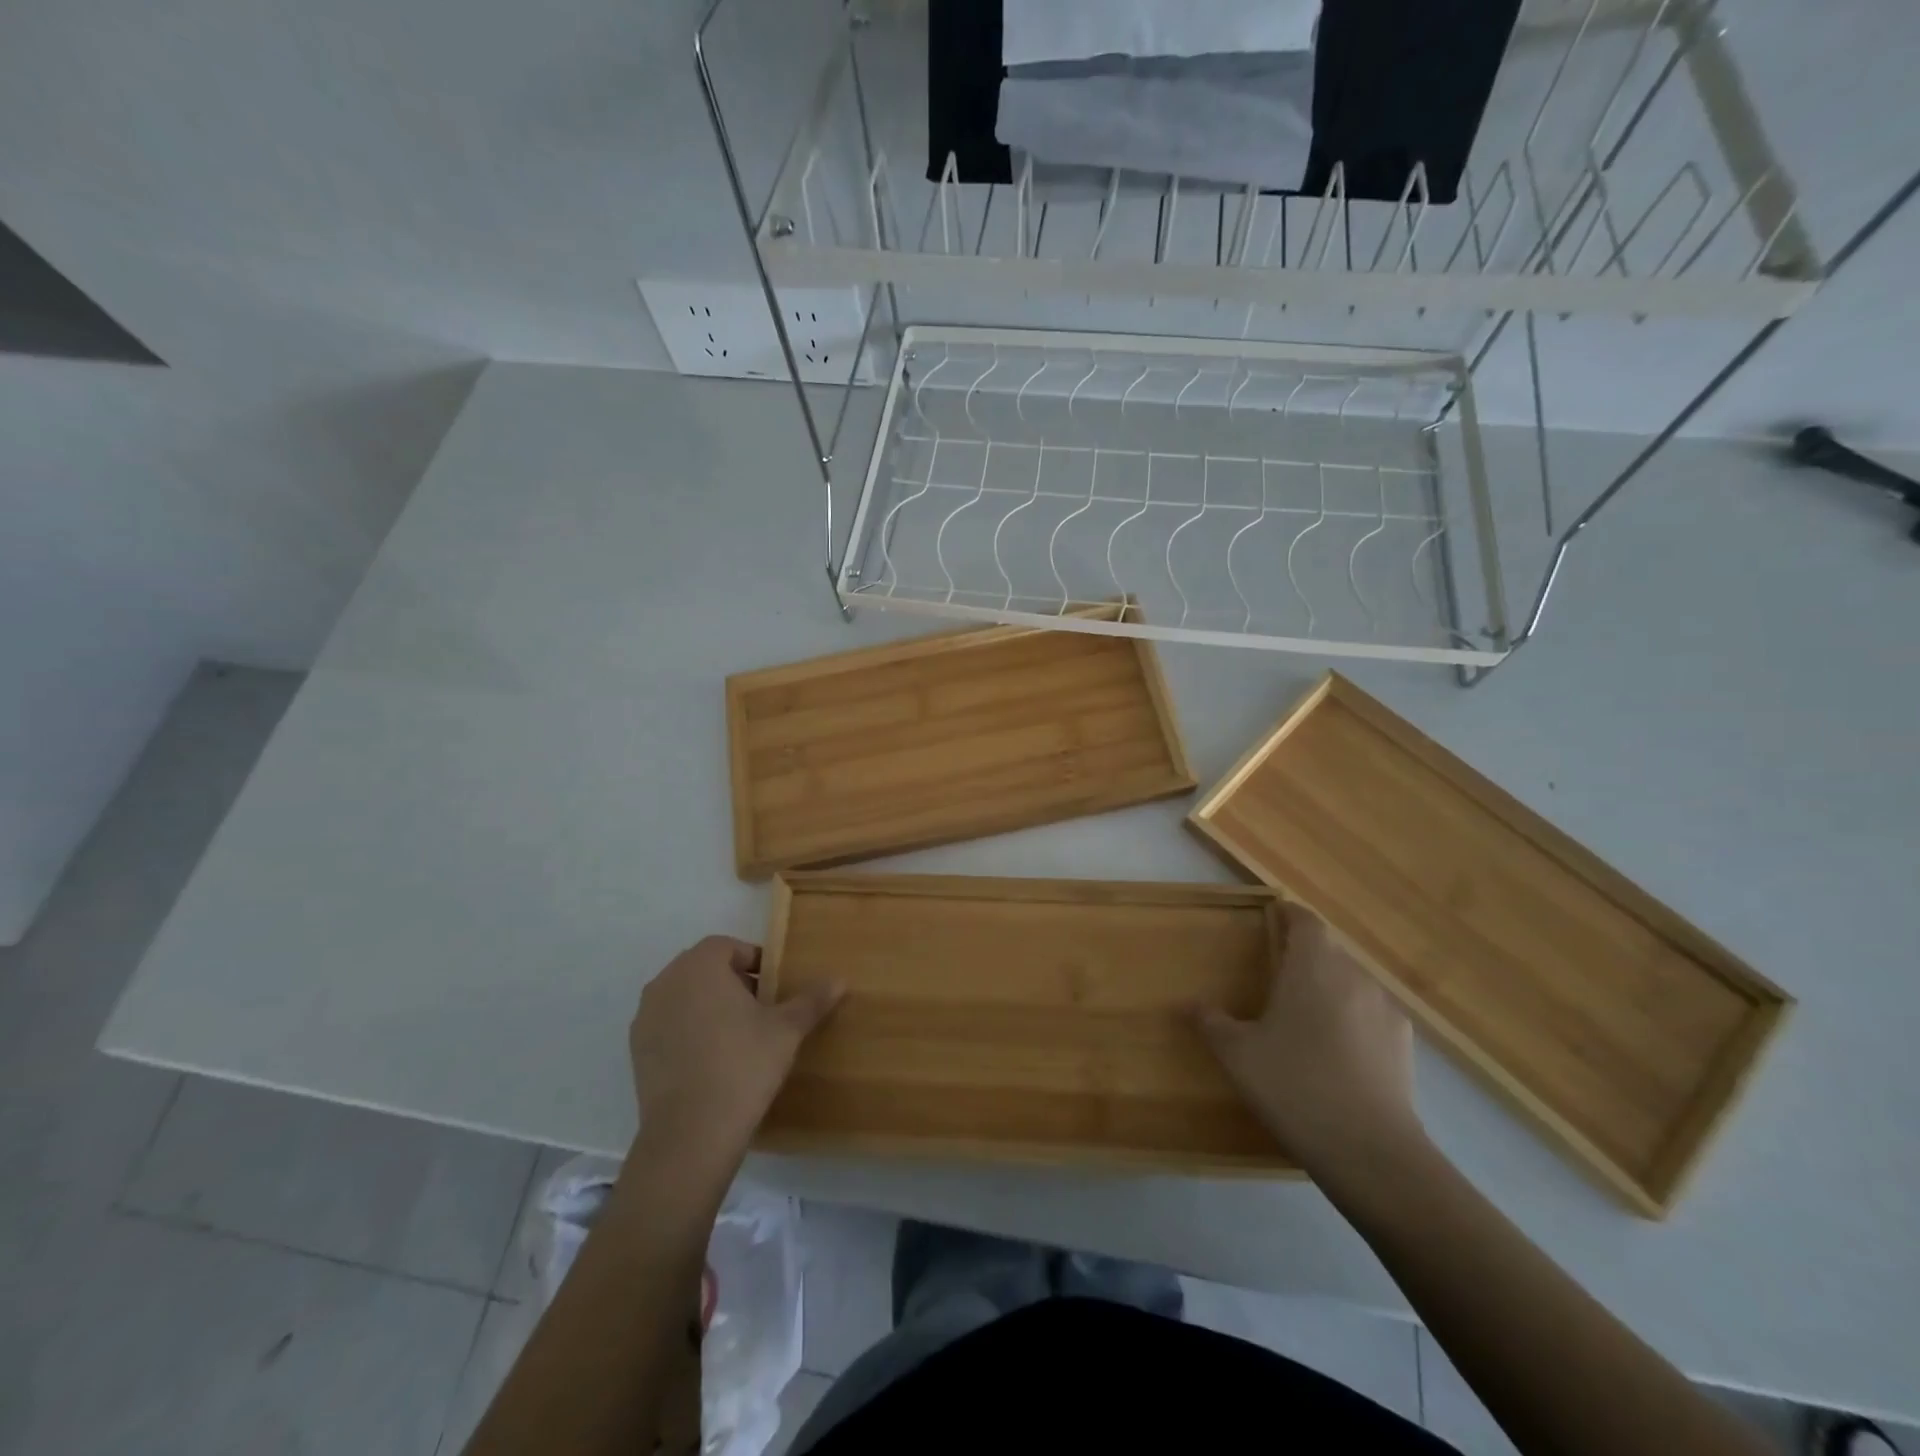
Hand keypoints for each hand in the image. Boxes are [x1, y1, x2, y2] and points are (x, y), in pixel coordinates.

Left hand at [629, 936, 842, 1165]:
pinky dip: (689, 1031)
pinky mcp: (637, 1050)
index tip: (773, 987)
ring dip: (709, 1005)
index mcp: (700, 966)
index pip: (727, 946)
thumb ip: (811, 1000)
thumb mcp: (787, 1030)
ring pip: (684, 996)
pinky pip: (669, 1025)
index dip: (754, 961)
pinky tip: (711, 1060)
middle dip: (732, 982)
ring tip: (737, 1036)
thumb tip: (840, 979)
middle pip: (704, 969)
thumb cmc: (743, 1065)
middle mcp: (666, 982)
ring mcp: (646, 1017)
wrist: (691, 1133)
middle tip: (761, 1010)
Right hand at [1197, 903, 1421, 1176]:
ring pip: (1351, 982)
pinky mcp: (1404, 1045)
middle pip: (1329, 950)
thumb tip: (1192, 1004)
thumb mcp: (1238, 1055)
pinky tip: (1336, 1051)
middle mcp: (1354, 976)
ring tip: (1306, 1016)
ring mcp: (1385, 1010)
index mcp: (1313, 966)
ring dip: (1329, 988)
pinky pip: (1371, 1014)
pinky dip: (1351, 1018)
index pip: (1305, 921)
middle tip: (1277, 973)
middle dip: (1305, 954)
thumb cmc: (1295, 1086)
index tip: (1273, 916)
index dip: (1289, 915)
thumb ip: (1212, 1022)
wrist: (1372, 1153)